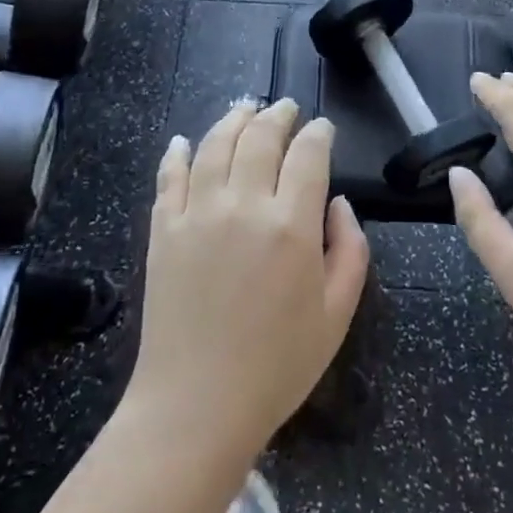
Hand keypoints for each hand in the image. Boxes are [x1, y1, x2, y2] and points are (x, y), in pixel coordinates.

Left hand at [127, 97, 370, 461]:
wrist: (196, 404)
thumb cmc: (277, 365)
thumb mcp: (337, 314)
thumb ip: (349, 250)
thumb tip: (339, 203)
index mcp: (291, 225)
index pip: (308, 155)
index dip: (318, 134)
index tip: (322, 128)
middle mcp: (244, 205)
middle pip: (260, 138)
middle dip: (278, 115)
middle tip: (286, 108)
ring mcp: (197, 213)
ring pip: (216, 145)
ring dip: (233, 120)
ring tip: (244, 108)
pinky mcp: (163, 230)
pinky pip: (170, 177)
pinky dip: (179, 153)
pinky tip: (185, 142)